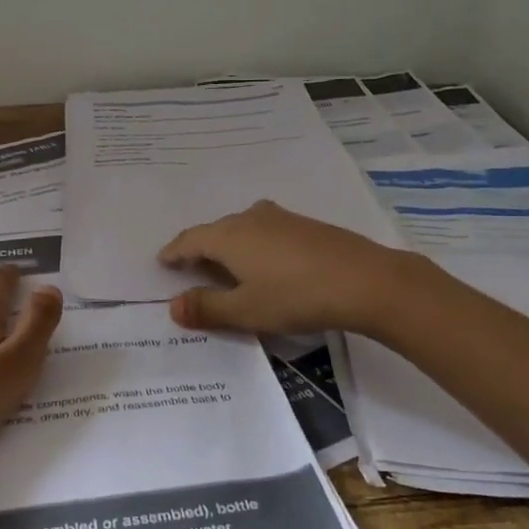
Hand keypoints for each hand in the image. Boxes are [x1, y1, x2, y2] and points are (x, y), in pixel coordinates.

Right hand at [158, 200, 421, 335]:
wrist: (365, 280)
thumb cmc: (296, 296)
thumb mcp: (246, 310)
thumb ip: (207, 308)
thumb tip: (173, 306)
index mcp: (229, 236)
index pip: (190, 240)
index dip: (174, 253)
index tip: (162, 262)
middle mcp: (250, 218)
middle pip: (215, 232)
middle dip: (200, 250)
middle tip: (190, 269)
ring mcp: (280, 218)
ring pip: (242, 229)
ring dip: (228, 247)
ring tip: (225, 268)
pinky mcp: (305, 225)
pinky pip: (264, 232)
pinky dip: (252, 246)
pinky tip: (264, 263)